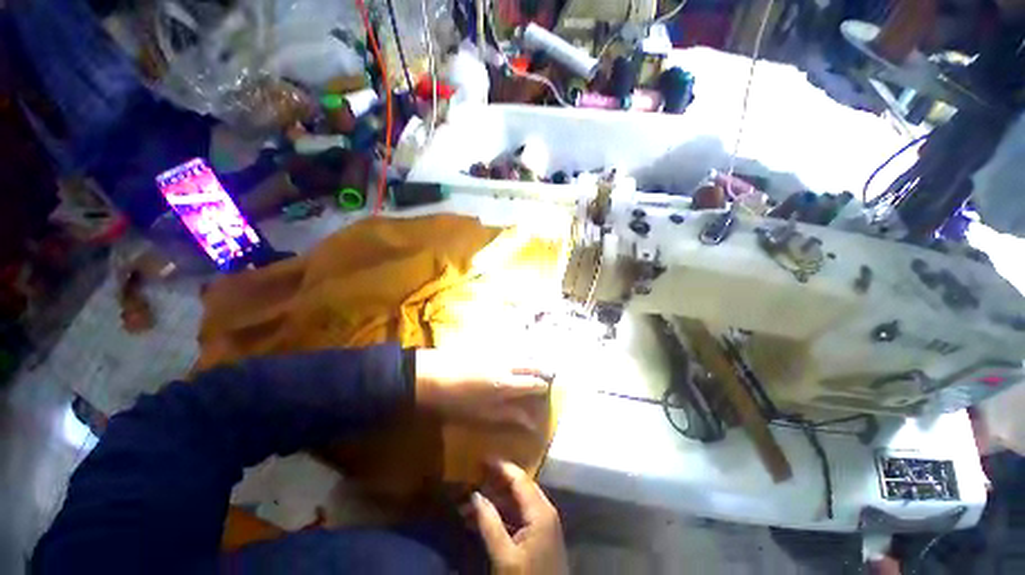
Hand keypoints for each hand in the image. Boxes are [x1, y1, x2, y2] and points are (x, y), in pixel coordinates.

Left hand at [414, 348, 550, 429]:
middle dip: (543, 369)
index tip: (549, 390)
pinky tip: (516, 356)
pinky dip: (519, 352)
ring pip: (522, 354)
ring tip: (538, 364)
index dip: (543, 387)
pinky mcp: (487, 347)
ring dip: (532, 359)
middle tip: (551, 373)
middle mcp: (507, 365)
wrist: (431, 375)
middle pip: (531, 364)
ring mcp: (497, 353)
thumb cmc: (457, 401)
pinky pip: (510, 348)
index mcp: (507, 383)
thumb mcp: (484, 415)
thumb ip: (510, 416)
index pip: (534, 383)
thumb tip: (532, 423)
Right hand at [470, 461, 567, 574]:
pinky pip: (517, 516)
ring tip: (470, 498)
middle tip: (474, 476)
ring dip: (495, 499)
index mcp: (540, 510)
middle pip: (518, 486)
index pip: (519, 478)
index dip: (500, 467)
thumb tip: (475, 494)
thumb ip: (489, 523)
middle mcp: (543, 510)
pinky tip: (481, 517)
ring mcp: (541, 523)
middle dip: (495, 481)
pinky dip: (500, 514)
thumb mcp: (505, 556)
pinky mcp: (537, 536)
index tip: (481, 459)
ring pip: (516, 501)